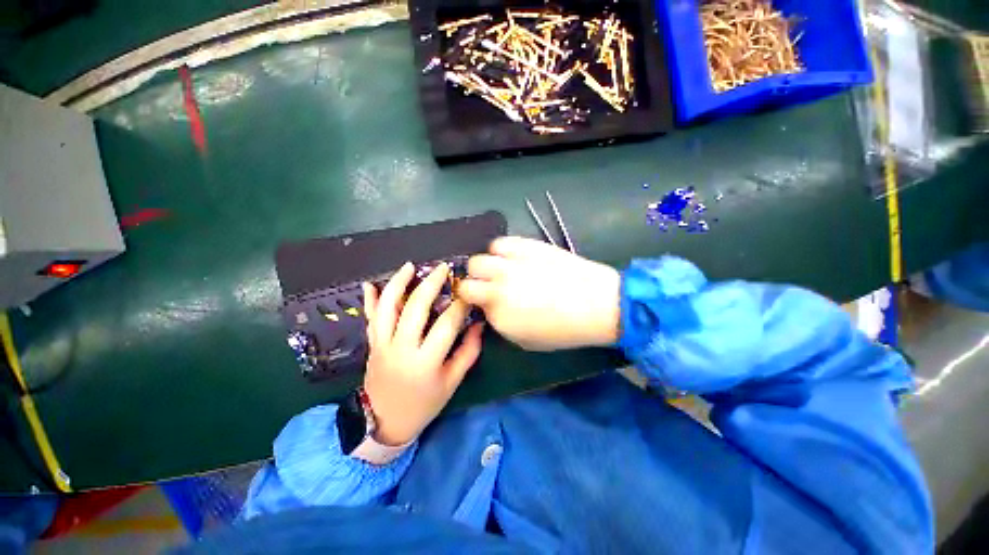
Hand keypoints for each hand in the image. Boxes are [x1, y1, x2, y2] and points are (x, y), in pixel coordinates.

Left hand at [361, 262, 483, 445]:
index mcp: (425, 362)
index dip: (460, 305)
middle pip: (416, 307)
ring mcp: (382, 345)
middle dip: (431, 284)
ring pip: (388, 307)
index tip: (468, 292)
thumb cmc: (424, 404)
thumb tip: (477, 324)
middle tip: (443, 269)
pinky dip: (369, 300)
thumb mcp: (452, 382)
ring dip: (398, 283)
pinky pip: (369, 318)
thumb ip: (468, 351)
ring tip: (410, 267)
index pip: (446, 324)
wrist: (385, 423)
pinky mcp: (372, 345)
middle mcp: (402, 348)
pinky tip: (370, 284)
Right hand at [458, 236, 620, 350]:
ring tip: (499, 270)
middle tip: (487, 286)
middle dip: (474, 284)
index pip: (470, 303)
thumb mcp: (526, 340)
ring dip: (484, 267)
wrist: (597, 303)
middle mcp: (498, 287)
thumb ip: (500, 323)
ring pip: (478, 259)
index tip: (483, 302)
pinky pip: (500, 243)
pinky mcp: (525, 246)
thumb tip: (490, 308)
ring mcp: (511, 264)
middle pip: (467, 279)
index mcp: (499, 314)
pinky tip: (512, 257)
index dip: (475, 302)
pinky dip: (500, 250)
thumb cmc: (564, 330)